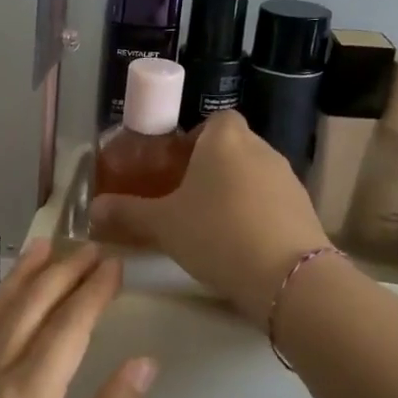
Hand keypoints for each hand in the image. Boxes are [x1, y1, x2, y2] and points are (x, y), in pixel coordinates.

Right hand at [90, 110, 326, 321]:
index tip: (177, 167)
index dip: (196, 139)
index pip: (214, 120)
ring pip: (253, 175)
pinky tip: (241, 244)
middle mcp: (260, 148)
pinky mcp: (305, 208)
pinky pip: (272, 201)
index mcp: (224, 139)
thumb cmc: (215, 233)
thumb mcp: (162, 225)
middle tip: (186, 199)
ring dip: (235, 192)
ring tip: (212, 226)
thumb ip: (127, 213)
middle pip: (233, 147)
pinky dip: (257, 214)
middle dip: (212, 168)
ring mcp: (288, 178)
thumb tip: (92, 210)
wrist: (287, 276)